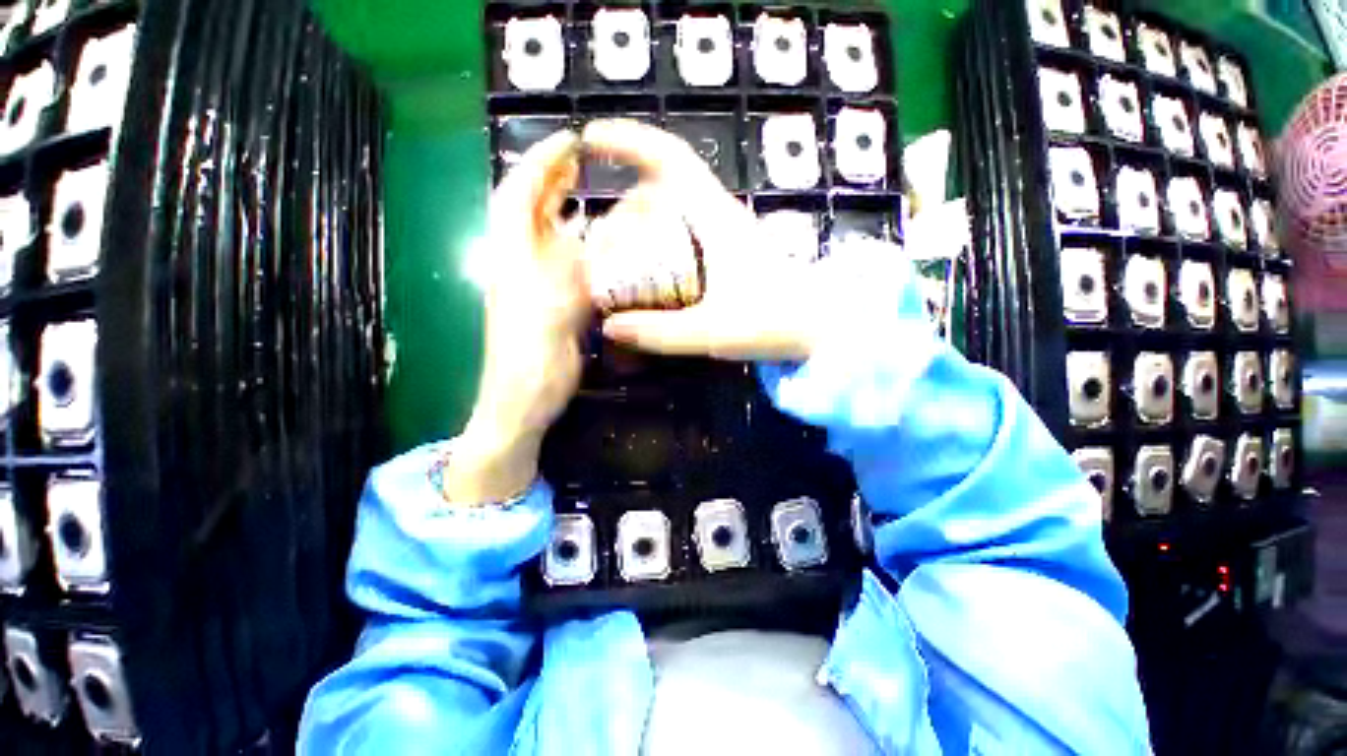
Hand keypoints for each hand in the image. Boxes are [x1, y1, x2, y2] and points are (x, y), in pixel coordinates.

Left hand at [444, 130, 588, 504]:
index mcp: (513, 263)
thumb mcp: (546, 321)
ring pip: (552, 238)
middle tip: (582, 159)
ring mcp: (540, 286)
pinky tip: (603, 246)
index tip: (568, 142)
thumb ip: (566, 281)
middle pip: (533, 212)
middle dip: (553, 180)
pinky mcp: (557, 305)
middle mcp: (523, 266)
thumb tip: (588, 243)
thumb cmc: (527, 367)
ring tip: (593, 192)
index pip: (518, 198)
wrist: (522, 405)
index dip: (539, 166)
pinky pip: (571, 268)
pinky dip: (585, 250)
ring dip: (569, 211)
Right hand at [581, 120, 824, 361]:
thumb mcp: (711, 331)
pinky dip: (661, 241)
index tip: (590, 142)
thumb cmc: (774, 321)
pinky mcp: (731, 253)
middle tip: (602, 235)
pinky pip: (686, 233)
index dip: (627, 143)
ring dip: (643, 222)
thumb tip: (610, 327)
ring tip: (619, 256)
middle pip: (665, 185)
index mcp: (715, 219)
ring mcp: (727, 234)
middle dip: (627, 201)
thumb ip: (661, 333)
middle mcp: (720, 217)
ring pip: (675, 210)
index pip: (669, 160)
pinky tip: (651, 271)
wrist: (823, 328)